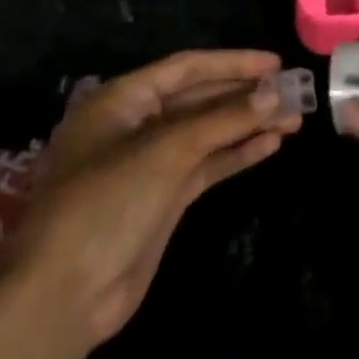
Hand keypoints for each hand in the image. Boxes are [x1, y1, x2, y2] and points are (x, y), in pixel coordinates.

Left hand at [8, 49, 301, 347]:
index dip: (231, 63)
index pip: (185, 68)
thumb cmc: (107, 202)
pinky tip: (268, 146)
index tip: (274, 62)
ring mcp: (150, 164)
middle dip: (244, 95)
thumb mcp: (166, 152)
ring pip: (206, 134)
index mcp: (123, 99)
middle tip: (292, 91)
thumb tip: (273, 94)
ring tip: (293, 119)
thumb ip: (221, 120)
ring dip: (246, 125)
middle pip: (198, 99)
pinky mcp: (163, 199)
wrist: (65, 296)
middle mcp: (136, 124)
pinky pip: (205, 166)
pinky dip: (235, 155)